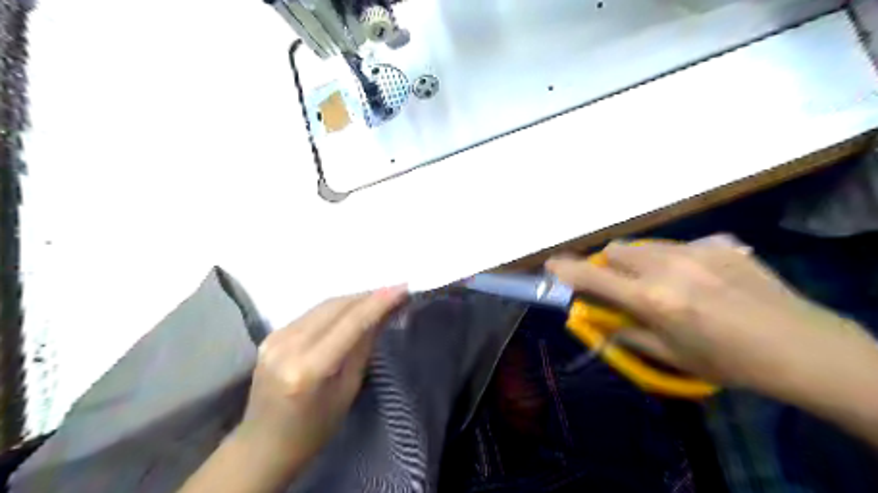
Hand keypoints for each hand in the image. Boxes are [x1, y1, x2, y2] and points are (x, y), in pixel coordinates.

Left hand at [233, 290, 411, 469]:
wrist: (263, 446)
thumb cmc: (314, 429)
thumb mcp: (347, 391)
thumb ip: (364, 347)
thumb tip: (385, 314)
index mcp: (308, 368)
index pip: (350, 323)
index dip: (378, 302)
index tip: (403, 288)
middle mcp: (287, 346)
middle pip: (335, 306)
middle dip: (368, 296)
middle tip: (395, 291)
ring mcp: (274, 338)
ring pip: (323, 305)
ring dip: (354, 299)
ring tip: (379, 298)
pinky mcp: (270, 335)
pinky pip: (311, 313)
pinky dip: (336, 308)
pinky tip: (352, 309)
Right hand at [547, 235, 866, 392]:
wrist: (801, 347)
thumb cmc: (730, 361)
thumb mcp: (672, 357)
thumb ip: (628, 335)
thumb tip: (600, 325)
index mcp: (653, 299)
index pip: (595, 278)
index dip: (567, 270)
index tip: (551, 264)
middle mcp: (668, 268)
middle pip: (617, 250)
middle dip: (609, 265)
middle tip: (622, 285)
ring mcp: (696, 251)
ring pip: (646, 245)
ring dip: (639, 261)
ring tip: (663, 283)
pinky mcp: (720, 244)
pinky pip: (680, 246)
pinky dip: (673, 260)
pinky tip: (699, 279)